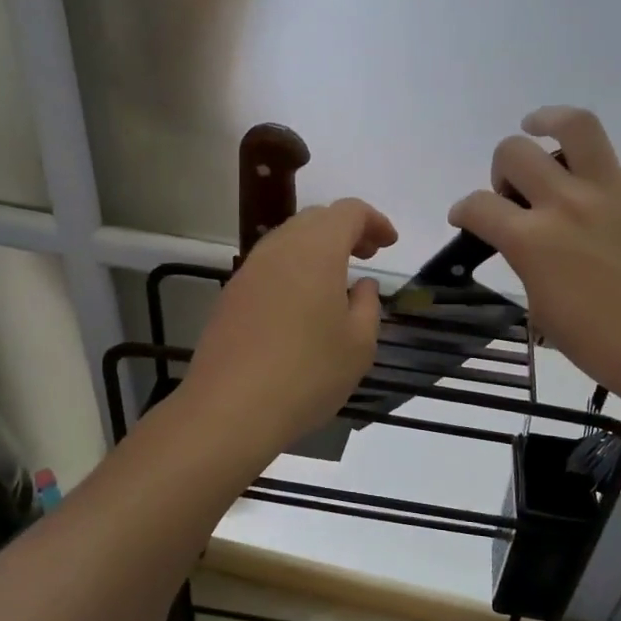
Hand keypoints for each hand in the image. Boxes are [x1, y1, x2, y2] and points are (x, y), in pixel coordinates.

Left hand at [178, 198, 398, 450]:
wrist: (230, 409)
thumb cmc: (307, 374)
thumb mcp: (358, 345)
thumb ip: (368, 306)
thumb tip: (363, 285)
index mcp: (316, 251)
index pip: (348, 212)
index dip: (374, 221)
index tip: (389, 243)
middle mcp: (279, 249)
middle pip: (315, 219)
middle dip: (345, 229)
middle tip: (367, 255)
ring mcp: (249, 270)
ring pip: (288, 240)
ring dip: (316, 248)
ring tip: (336, 279)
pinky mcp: (231, 295)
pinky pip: (269, 265)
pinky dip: (293, 269)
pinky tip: (302, 303)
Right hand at [449, 43, 620, 431]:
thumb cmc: (603, 346)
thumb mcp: (543, 311)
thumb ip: (527, 265)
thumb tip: (526, 242)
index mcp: (532, 240)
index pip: (477, 206)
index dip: (464, 210)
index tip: (467, 218)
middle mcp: (567, 203)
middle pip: (516, 154)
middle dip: (504, 168)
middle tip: (515, 190)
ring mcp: (615, 190)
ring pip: (576, 126)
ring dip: (551, 118)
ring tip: (541, 124)